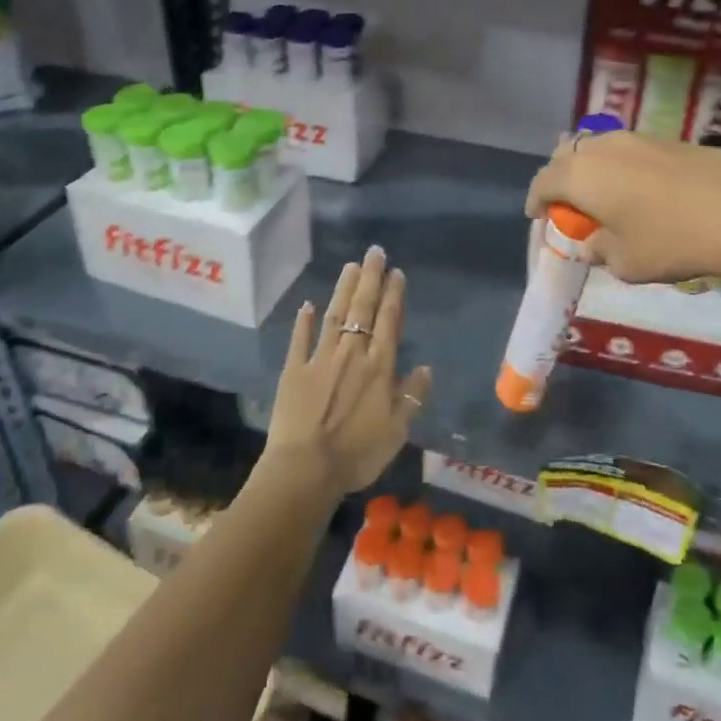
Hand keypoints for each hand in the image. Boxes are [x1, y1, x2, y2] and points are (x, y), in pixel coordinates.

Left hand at [262, 246, 431, 495]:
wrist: (306, 469)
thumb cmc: (357, 453)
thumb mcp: (397, 431)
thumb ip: (412, 396)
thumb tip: (426, 368)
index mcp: (379, 367)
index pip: (389, 322)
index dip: (393, 295)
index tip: (396, 272)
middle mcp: (351, 354)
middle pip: (362, 309)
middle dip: (370, 279)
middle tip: (374, 252)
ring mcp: (320, 359)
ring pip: (334, 316)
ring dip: (343, 290)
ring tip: (350, 266)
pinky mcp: (294, 371)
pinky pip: (300, 340)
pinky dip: (304, 321)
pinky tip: (307, 305)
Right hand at [524, 132, 720, 283]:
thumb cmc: (672, 241)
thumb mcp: (625, 262)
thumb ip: (598, 251)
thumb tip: (590, 244)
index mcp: (580, 175)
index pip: (543, 182)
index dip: (536, 201)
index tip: (538, 217)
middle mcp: (603, 147)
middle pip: (567, 156)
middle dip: (561, 180)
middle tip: (571, 207)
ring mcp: (639, 138)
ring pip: (600, 149)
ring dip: (593, 171)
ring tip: (607, 199)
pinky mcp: (670, 140)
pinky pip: (630, 152)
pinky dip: (623, 169)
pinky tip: (644, 193)